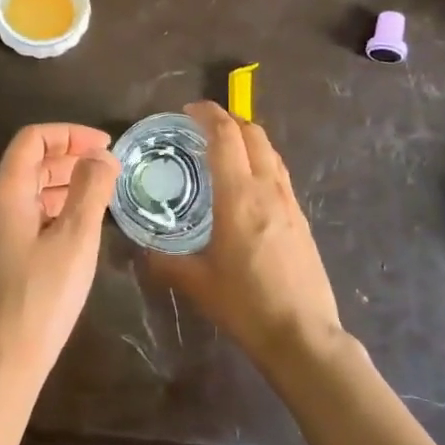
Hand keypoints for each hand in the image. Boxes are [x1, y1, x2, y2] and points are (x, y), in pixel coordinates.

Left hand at [0, 123, 119, 397]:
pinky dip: (51, 208)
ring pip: (26, 191)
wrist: (1, 364)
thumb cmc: (41, 297)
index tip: (105, 146)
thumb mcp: (75, 240)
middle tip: (108, 168)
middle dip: (69, 157)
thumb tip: (101, 156)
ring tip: (100, 192)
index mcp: (4, 194)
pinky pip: (23, 215)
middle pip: (28, 163)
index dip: (70, 134)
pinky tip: (77, 225)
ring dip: (62, 183)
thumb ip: (90, 190)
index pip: (32, 140)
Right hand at [152, 101, 343, 372]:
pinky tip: (248, 184)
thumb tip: (141, 251)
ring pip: (271, 151)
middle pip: (253, 134)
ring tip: (224, 149)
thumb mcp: (196, 283)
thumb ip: (164, 262)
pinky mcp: (301, 218)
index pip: (225, 135)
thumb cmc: (245, 304)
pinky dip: (261, 161)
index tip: (188, 110)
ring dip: (248, 139)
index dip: (207, 114)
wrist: (303, 335)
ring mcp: (289, 202)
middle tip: (202, 126)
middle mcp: (267, 188)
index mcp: (239, 195)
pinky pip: (279, 173)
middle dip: (228, 120)